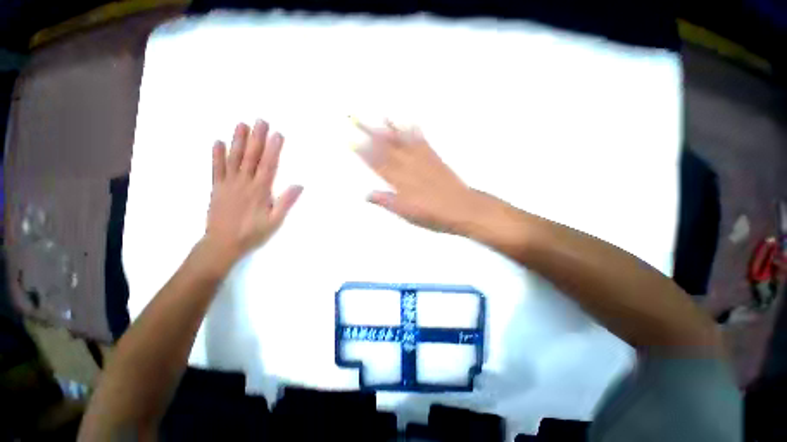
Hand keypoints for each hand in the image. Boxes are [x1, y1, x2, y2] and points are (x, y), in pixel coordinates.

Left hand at [203, 120, 302, 268]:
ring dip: (238, 141)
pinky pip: (216, 169)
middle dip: (257, 138)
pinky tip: (218, 142)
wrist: (222, 244)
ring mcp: (228, 184)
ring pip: (234, 158)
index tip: (277, 134)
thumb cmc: (253, 233)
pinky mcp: (217, 188)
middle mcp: (244, 183)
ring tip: (241, 124)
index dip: (273, 149)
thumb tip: (299, 185)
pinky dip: (217, 155)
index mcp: (260, 191)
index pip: (268, 165)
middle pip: (251, 157)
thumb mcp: (274, 221)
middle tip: (260, 120)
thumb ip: (286, 202)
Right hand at [354, 120, 489, 234]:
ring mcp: (422, 160)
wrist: (462, 208)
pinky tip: (408, 121)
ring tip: (377, 115)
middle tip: (356, 118)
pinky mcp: (435, 158)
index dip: (363, 152)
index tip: (350, 140)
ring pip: (401, 142)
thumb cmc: (434, 215)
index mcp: (400, 183)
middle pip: (385, 148)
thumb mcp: (408, 214)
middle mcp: (409, 168)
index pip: (377, 164)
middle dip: (369, 133)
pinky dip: (414, 130)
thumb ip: (388, 202)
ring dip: (388, 128)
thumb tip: (367, 195)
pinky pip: (422, 142)